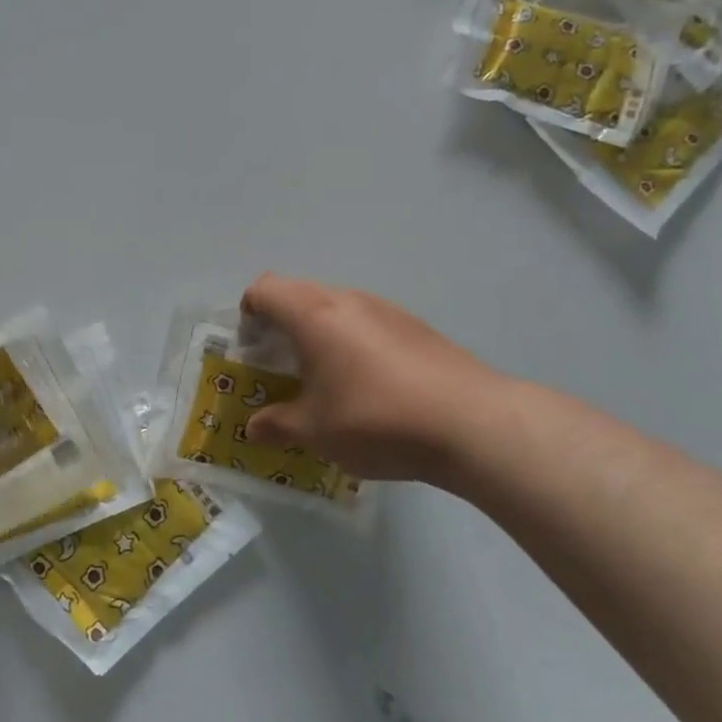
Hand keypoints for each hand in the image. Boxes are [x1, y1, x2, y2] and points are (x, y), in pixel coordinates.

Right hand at [239, 274, 507, 483]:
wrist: (473, 424)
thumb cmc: (376, 420)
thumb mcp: (315, 432)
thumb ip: (276, 425)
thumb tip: (253, 428)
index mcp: (313, 314)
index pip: (264, 289)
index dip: (248, 313)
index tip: (252, 349)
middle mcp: (347, 300)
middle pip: (298, 293)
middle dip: (280, 324)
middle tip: (281, 366)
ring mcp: (386, 309)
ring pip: (335, 307)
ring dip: (318, 333)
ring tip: (324, 379)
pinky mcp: (416, 327)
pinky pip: (367, 322)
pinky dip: (352, 342)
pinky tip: (368, 386)